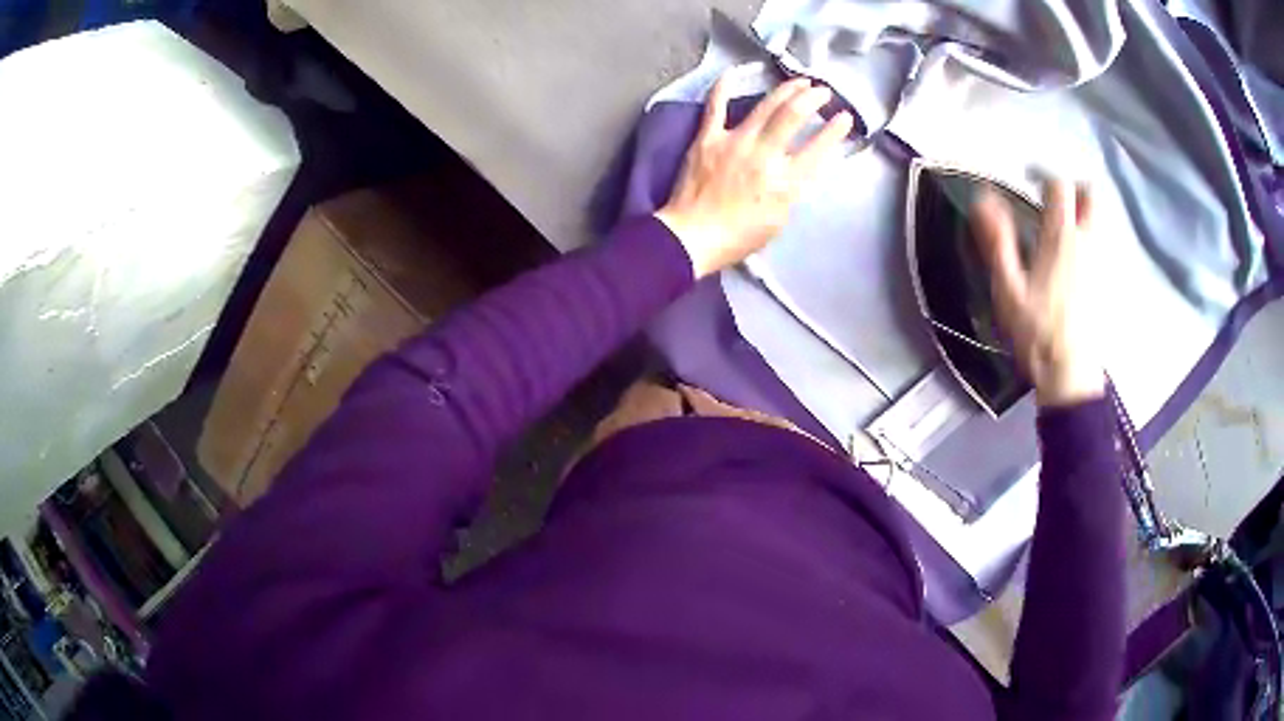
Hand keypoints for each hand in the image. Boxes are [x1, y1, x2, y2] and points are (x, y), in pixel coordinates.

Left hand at [655, 75, 852, 278]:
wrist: (692, 237)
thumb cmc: (739, 236)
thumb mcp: (781, 218)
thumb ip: (793, 187)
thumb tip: (800, 164)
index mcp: (785, 181)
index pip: (818, 148)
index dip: (836, 130)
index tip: (845, 117)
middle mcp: (764, 155)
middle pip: (793, 116)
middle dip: (813, 98)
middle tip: (823, 91)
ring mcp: (734, 142)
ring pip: (765, 106)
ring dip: (786, 89)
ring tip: (800, 81)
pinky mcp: (708, 138)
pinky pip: (716, 106)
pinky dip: (724, 86)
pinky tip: (735, 72)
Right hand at [970, 180, 1104, 407]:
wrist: (1069, 374)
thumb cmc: (1036, 331)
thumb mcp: (1007, 288)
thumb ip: (997, 240)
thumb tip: (982, 199)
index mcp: (1062, 238)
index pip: (1059, 185)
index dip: (1044, 174)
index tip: (1029, 179)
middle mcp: (1087, 242)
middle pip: (1091, 195)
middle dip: (1074, 187)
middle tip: (1054, 199)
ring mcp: (1101, 261)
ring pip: (1100, 219)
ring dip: (1085, 211)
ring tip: (1064, 224)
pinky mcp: (1106, 280)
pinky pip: (1103, 242)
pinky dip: (1091, 236)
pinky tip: (1076, 255)